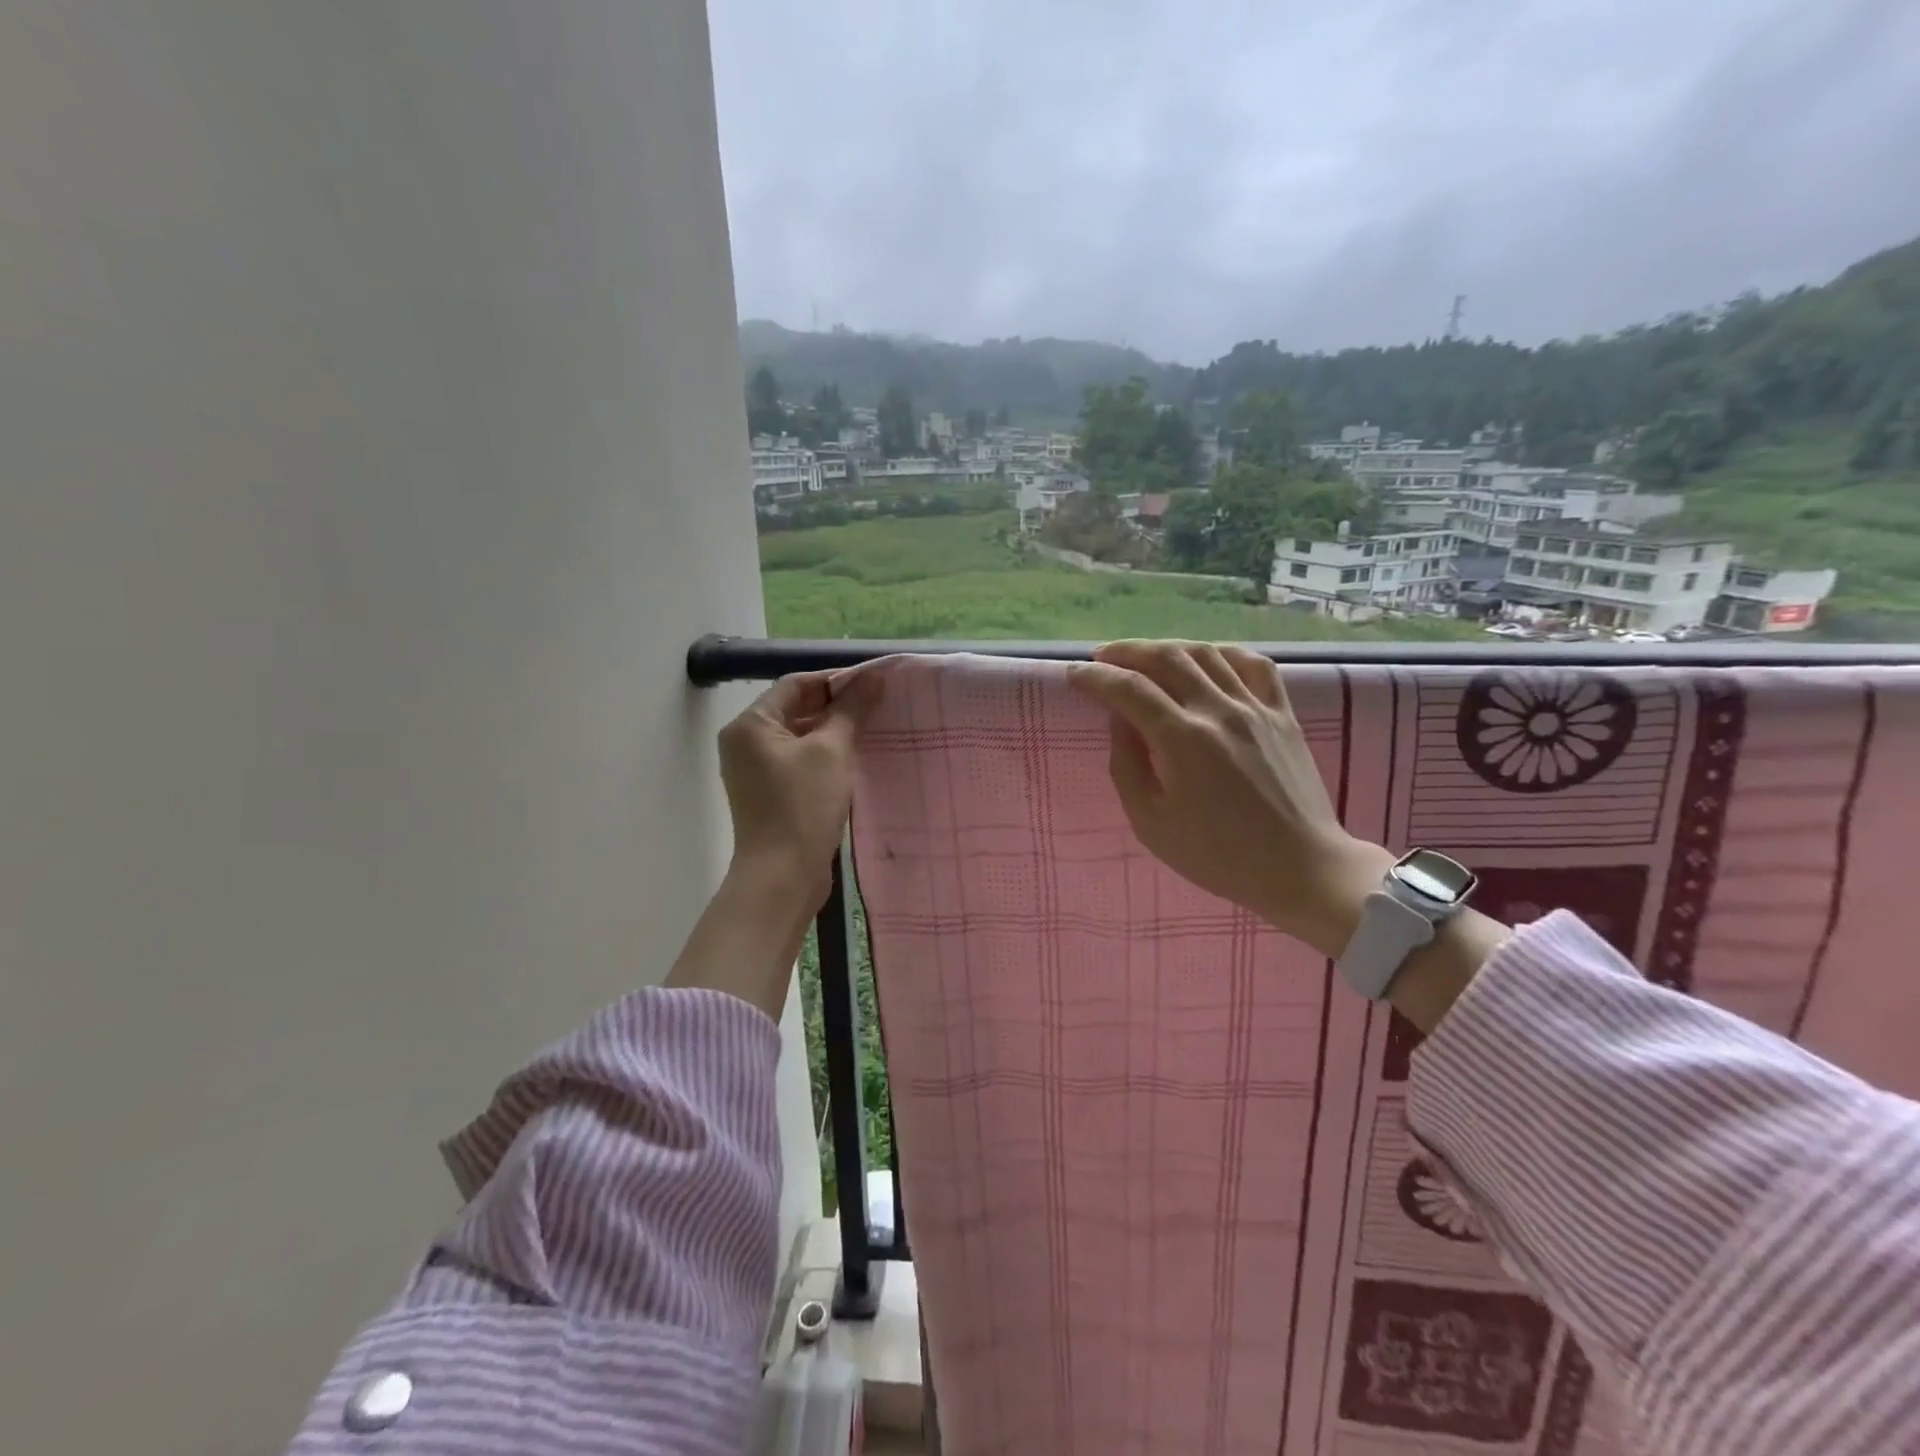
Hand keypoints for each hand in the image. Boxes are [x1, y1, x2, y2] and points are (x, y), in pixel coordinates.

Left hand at [717, 669, 881, 911]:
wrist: (783, 877)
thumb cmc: (804, 806)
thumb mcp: (833, 751)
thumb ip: (852, 710)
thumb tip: (874, 677)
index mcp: (750, 725)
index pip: (795, 685)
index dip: (835, 680)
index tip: (872, 685)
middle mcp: (745, 743)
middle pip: (795, 709)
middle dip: (835, 707)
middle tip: (877, 707)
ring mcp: (754, 772)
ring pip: (799, 737)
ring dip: (832, 732)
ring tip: (871, 731)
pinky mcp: (768, 795)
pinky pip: (798, 762)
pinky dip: (823, 756)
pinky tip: (853, 761)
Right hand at [1068, 640, 1390, 955]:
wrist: (1299, 867)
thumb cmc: (1218, 855)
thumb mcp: (1151, 824)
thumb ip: (1127, 766)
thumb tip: (1120, 722)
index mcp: (1183, 740)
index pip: (1129, 689)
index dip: (1096, 677)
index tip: (1074, 673)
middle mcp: (1218, 710)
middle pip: (1166, 658)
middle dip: (1127, 651)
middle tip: (1103, 658)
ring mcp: (1255, 707)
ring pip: (1206, 653)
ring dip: (1168, 647)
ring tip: (1146, 657)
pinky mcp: (1282, 713)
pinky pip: (1253, 664)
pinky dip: (1223, 653)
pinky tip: (1207, 659)